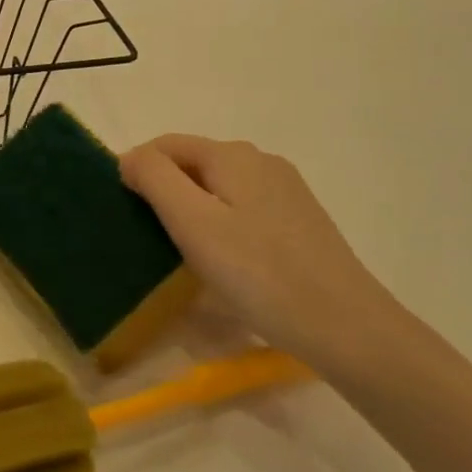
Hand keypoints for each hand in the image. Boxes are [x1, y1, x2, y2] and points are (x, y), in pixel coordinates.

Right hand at [119, 135, 398, 371]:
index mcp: (231, 154)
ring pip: (219, 187)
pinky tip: (227, 261)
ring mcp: (285, 189)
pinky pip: (244, 207)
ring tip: (185, 254)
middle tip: (153, 240)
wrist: (346, 326)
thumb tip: (130, 158)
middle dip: (165, 191)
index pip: (165, 145)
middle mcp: (260, 160)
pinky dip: (223, 224)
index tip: (124, 215)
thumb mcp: (193, 222)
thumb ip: (155, 178)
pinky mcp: (300, 219)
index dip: (137, 171)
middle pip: (193, 163)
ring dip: (194, 210)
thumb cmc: (258, 273)